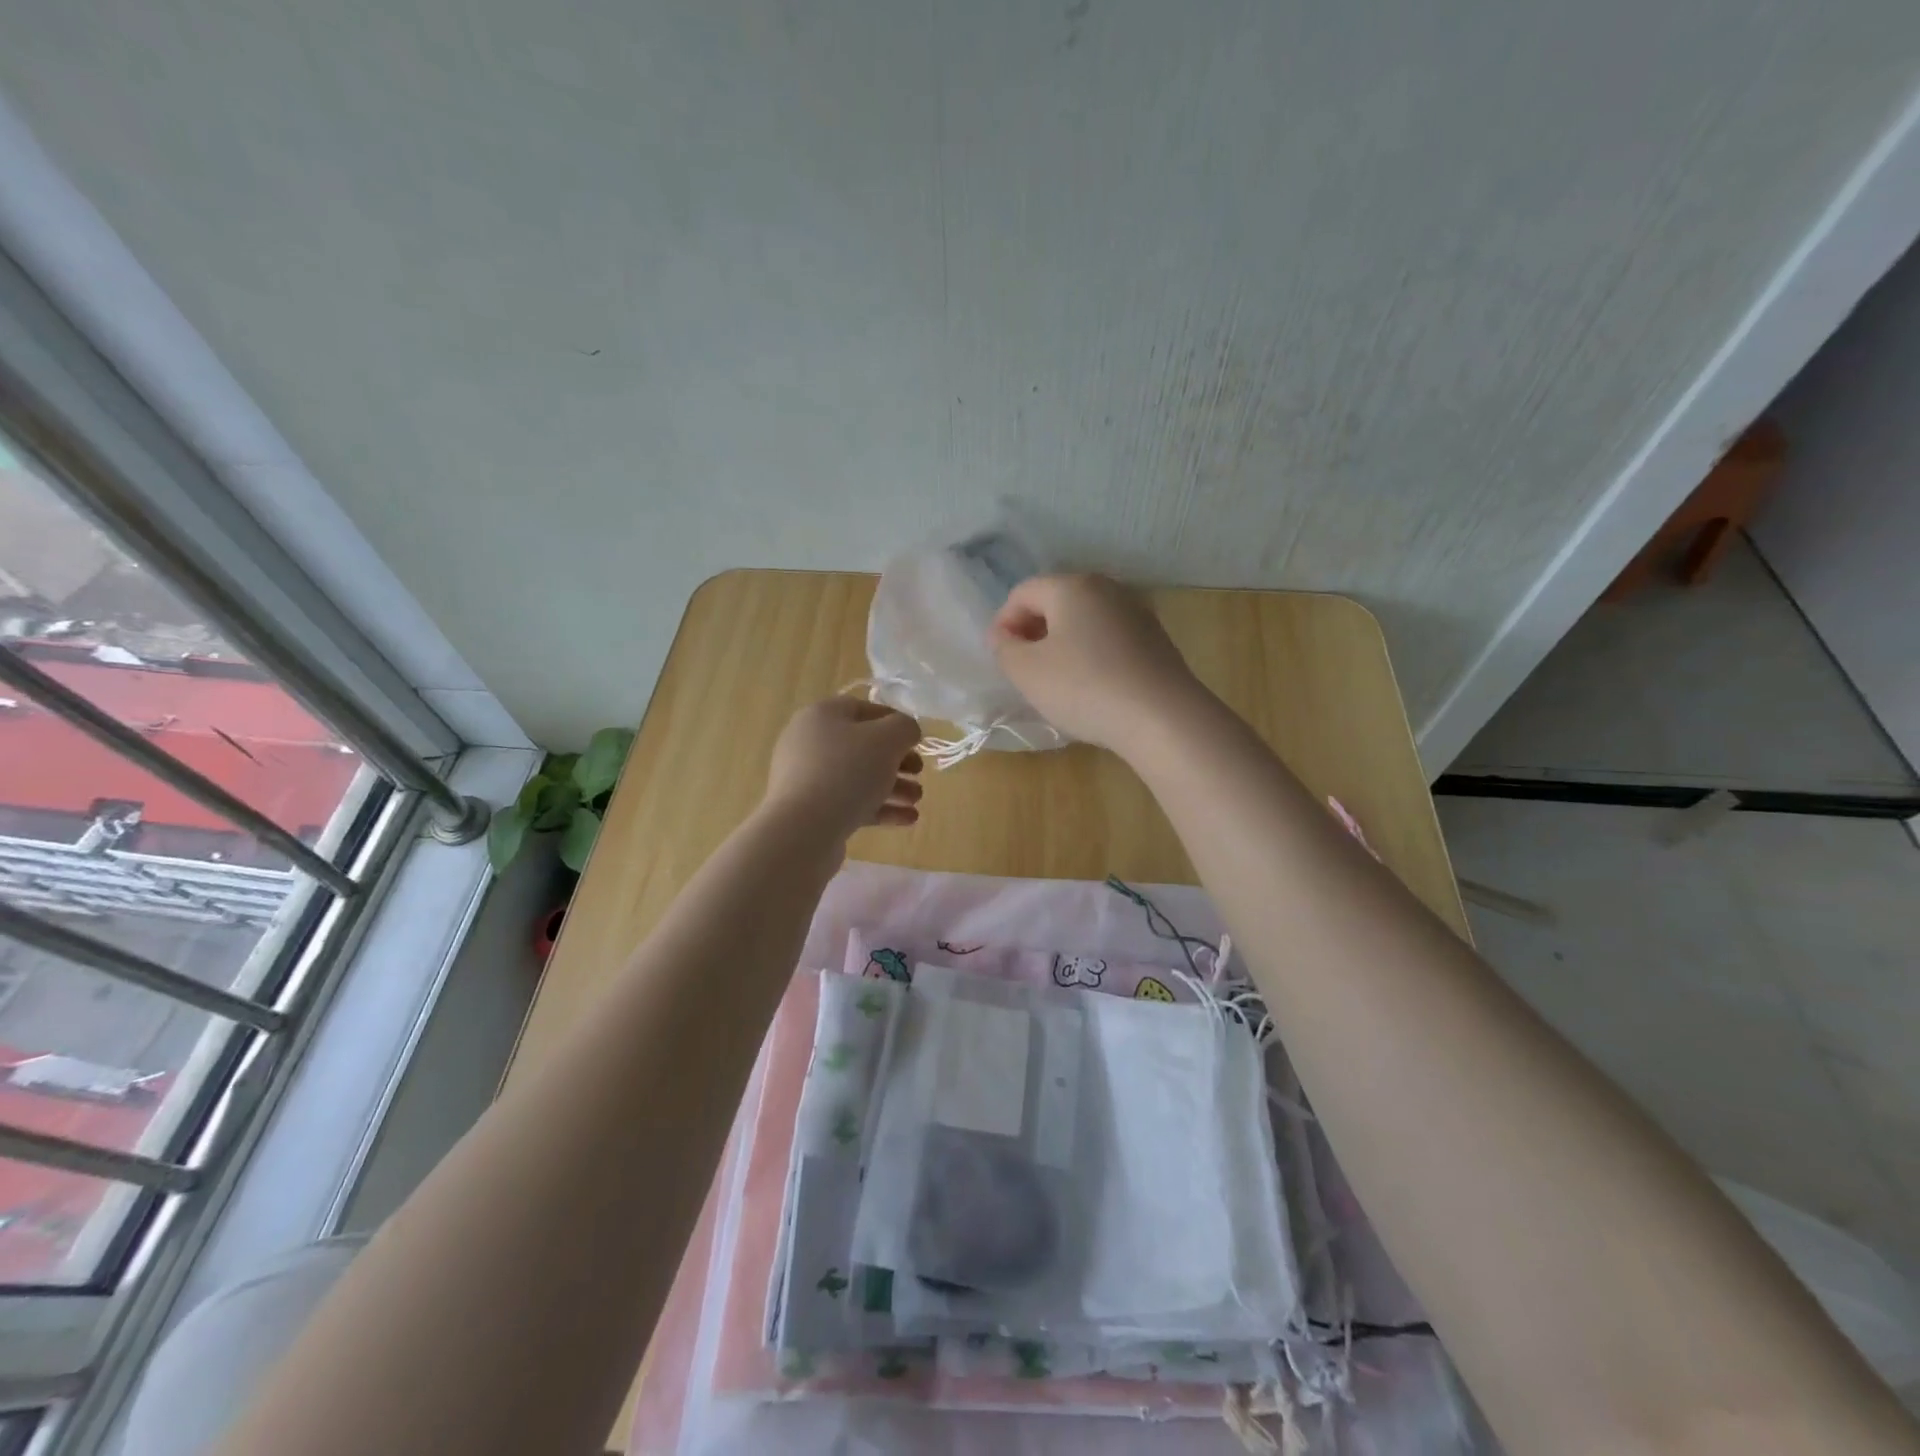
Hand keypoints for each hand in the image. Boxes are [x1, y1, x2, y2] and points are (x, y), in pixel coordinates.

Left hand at [763, 697, 923, 839]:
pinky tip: (907, 819)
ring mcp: (807, 778)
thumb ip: (904, 728)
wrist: (803, 830)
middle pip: (862, 746)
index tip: (917, 740)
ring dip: (892, 786)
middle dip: (897, 760)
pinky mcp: (810, 810)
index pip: (864, 709)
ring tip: (916, 800)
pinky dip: (879, 808)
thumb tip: (906, 732)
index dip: (894, 721)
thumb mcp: (887, 740)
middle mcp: (809, 742)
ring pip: (858, 777)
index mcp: (822, 715)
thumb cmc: (847, 772)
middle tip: (919, 772)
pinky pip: (850, 803)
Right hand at [989, 574, 1205, 753]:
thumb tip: (1004, 636)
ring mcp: (1136, 612)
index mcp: (1072, 586)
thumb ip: (1004, 649)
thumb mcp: (1027, 672)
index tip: (1001, 658)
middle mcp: (1107, 588)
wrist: (1163, 718)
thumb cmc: (1085, 688)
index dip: (1003, 623)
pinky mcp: (1156, 640)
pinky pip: (1109, 639)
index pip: (1022, 593)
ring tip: (1056, 681)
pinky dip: (1091, 655)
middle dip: (1033, 632)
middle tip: (1024, 669)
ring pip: (1084, 621)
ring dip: (1063, 644)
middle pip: (1056, 601)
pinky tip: (1092, 687)